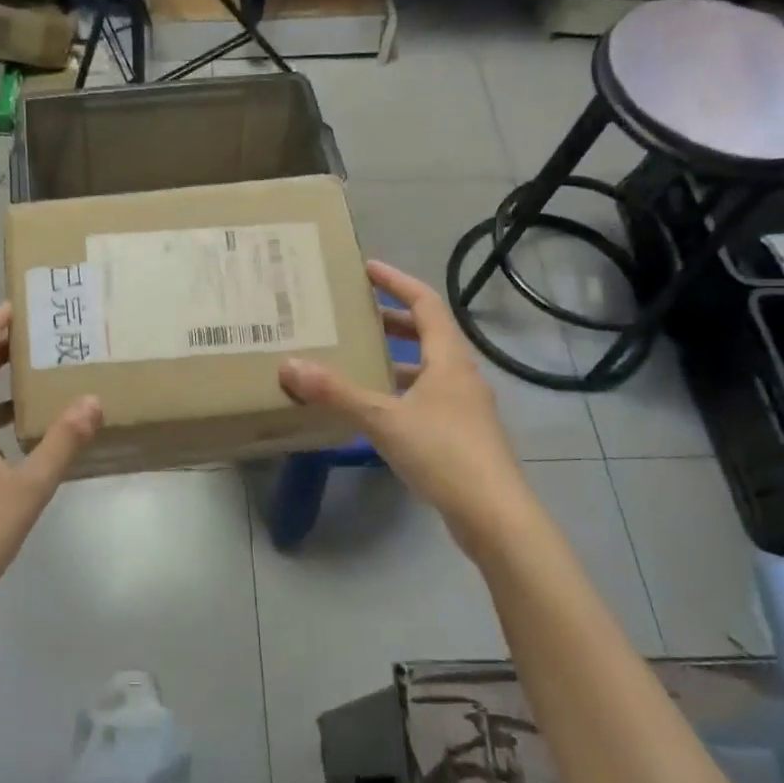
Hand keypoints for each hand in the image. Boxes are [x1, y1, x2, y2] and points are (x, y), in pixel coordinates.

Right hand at [279, 261, 524, 539]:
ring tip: (359, 358)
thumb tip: (290, 365)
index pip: (425, 303)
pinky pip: (428, 397)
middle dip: (392, 320)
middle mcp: (461, 375)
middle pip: (428, 333)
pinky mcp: (462, 435)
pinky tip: (377, 408)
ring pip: (428, 368)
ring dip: (396, 358)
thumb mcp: (383, 419)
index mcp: (449, 359)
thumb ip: (337, 393)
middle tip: (355, 315)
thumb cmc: (443, 453)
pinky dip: (401, 390)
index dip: (397, 281)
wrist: (493, 514)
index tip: (368, 268)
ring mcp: (465, 407)